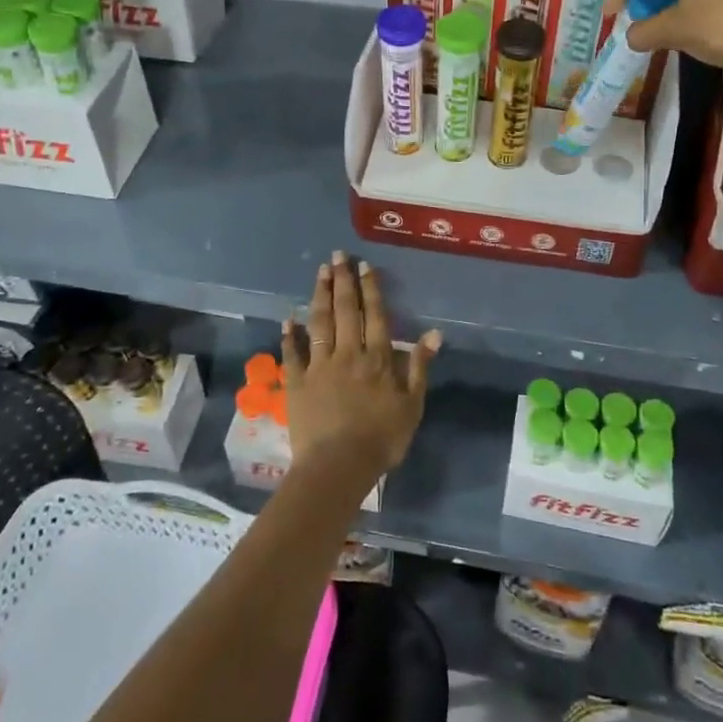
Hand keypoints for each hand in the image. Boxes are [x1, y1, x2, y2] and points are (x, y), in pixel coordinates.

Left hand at [281, 251, 440, 486]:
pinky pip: (292, 354)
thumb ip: (420, 367)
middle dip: (342, 281)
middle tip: (337, 256)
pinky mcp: (297, 383)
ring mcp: (319, 366)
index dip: (370, 289)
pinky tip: (288, 319)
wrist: (338, 466)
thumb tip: (434, 333)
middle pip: (345, 311)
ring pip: (319, 323)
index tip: (364, 266)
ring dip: (319, 296)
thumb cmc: (382, 438)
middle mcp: (348, 354)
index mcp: (378, 358)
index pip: (375, 315)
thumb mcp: (412, 405)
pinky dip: (290, 335)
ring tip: (320, 272)